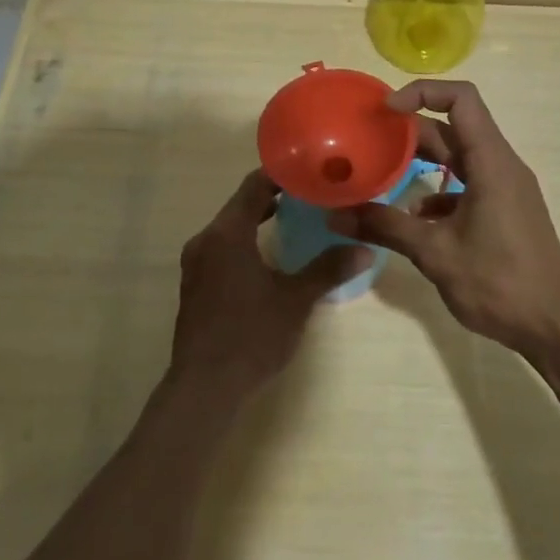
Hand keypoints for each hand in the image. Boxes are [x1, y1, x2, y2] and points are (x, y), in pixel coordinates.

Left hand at [168, 169, 370, 404]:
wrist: (203, 388)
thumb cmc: (251, 336)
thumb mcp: (295, 300)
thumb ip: (327, 269)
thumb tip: (365, 248)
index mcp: (227, 233)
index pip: (254, 185)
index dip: (282, 174)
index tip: (309, 171)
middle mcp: (206, 239)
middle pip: (241, 203)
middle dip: (274, 197)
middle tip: (310, 195)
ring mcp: (196, 262)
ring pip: (230, 226)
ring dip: (259, 220)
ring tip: (296, 220)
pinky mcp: (194, 283)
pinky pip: (222, 247)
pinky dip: (245, 241)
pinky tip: (269, 256)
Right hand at [328, 80, 559, 358]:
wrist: (556, 327)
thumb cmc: (500, 282)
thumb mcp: (435, 253)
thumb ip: (386, 227)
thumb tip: (335, 216)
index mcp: (491, 161)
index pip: (461, 99)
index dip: (422, 92)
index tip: (386, 111)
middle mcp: (501, 165)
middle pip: (454, 127)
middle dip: (411, 131)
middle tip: (370, 141)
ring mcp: (505, 188)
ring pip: (459, 156)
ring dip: (423, 160)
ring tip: (383, 173)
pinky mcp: (505, 210)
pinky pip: (468, 183)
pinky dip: (439, 190)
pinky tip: (414, 217)